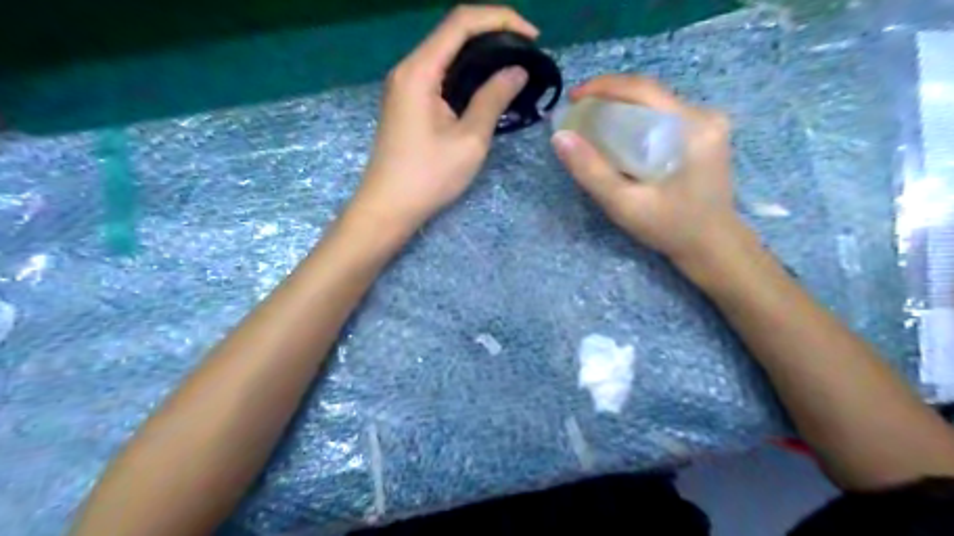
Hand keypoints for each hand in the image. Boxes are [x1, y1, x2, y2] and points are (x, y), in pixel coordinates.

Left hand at [352, 5, 535, 229]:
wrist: (389, 207)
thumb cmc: (428, 177)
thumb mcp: (469, 139)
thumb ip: (493, 99)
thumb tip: (517, 71)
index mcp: (419, 71)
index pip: (461, 22)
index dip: (500, 19)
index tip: (532, 37)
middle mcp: (408, 69)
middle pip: (452, 32)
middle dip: (493, 34)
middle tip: (526, 53)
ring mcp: (405, 86)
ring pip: (446, 53)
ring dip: (480, 54)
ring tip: (512, 68)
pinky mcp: (407, 102)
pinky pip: (439, 74)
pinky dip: (466, 73)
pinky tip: (485, 87)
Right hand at [552, 76, 735, 264]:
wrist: (712, 245)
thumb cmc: (670, 228)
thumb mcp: (624, 204)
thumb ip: (592, 171)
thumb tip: (560, 137)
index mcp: (693, 127)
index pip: (643, 89)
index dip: (604, 86)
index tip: (573, 98)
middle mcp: (705, 116)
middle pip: (649, 93)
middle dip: (609, 97)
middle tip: (578, 113)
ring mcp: (709, 123)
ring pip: (655, 103)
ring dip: (622, 108)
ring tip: (592, 123)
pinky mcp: (705, 133)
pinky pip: (663, 116)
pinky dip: (636, 120)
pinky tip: (619, 135)